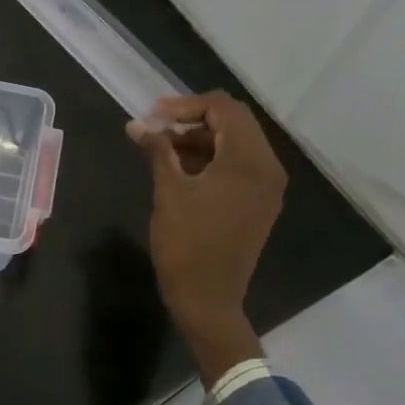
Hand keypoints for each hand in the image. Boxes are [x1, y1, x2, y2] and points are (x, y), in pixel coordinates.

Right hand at [129, 91, 286, 385]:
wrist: (208, 299)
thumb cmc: (186, 244)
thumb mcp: (168, 192)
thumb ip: (157, 150)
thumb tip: (137, 124)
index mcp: (248, 161)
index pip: (224, 109)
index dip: (186, 105)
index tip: (152, 115)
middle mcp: (267, 168)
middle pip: (234, 123)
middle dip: (192, 119)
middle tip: (155, 127)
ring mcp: (266, 187)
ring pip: (235, 144)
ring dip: (199, 139)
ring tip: (160, 148)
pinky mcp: (258, 203)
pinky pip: (238, 166)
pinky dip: (210, 159)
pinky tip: (179, 167)